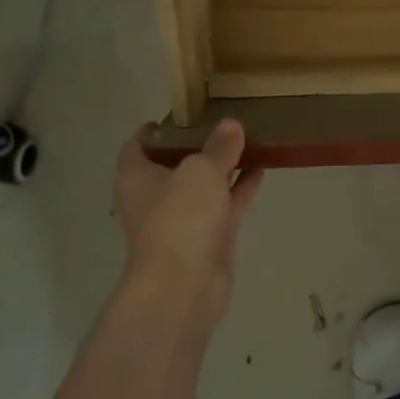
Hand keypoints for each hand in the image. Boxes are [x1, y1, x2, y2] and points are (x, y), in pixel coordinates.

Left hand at [113, 120, 262, 323]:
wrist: (184, 286)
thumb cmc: (180, 218)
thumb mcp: (201, 170)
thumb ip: (219, 146)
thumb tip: (231, 125)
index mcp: (137, 177)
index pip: (139, 144)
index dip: (160, 127)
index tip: (187, 112)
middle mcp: (155, 196)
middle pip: (176, 162)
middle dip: (200, 143)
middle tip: (226, 121)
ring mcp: (182, 218)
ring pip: (204, 184)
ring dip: (225, 165)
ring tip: (250, 138)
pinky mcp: (207, 237)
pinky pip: (225, 203)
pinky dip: (240, 187)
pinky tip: (262, 167)